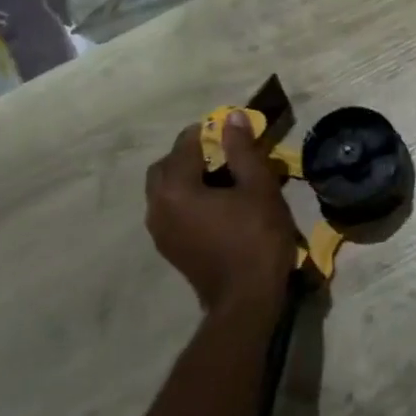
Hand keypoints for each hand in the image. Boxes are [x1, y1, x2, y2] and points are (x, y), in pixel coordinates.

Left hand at [145, 112, 297, 317]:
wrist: (246, 299)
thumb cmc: (256, 237)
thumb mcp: (258, 187)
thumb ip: (241, 149)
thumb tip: (231, 117)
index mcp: (175, 188)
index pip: (184, 144)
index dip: (208, 131)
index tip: (232, 130)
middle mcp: (157, 207)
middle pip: (165, 167)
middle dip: (190, 154)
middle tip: (224, 153)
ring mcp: (158, 231)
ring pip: (165, 190)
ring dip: (187, 177)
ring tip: (222, 178)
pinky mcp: (168, 247)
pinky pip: (169, 210)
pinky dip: (186, 198)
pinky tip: (216, 204)